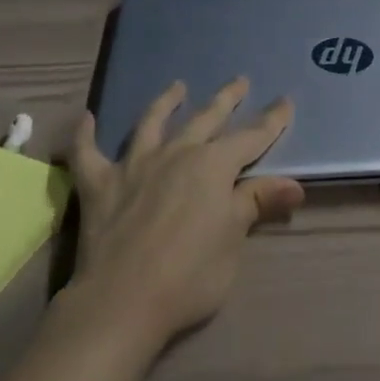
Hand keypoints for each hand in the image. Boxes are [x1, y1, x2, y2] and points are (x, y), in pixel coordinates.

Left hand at [68, 78, 303, 353]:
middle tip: (239, 80)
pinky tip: (86, 118)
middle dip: (226, 99)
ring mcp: (134, 164)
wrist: (123, 300)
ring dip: (166, 102)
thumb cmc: (190, 275)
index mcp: (213, 166)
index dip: (271, 121)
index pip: (251, 138)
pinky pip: (88, 152)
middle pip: (206, 118)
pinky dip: (86, 134)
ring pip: (152, 122)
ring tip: (177, 86)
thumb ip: (257, 203)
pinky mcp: (100, 183)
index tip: (285, 101)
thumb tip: (294, 183)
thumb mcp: (233, 239)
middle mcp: (176, 153)